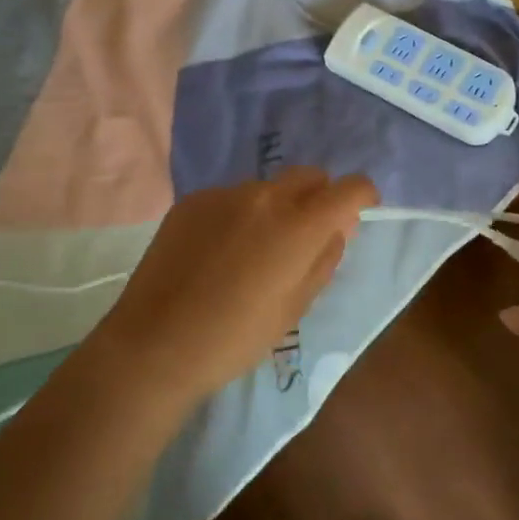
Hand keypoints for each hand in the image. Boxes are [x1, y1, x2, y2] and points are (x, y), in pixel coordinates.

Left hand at [94, 167, 378, 404]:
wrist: (155, 343)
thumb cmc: (236, 337)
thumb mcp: (295, 307)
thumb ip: (324, 258)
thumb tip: (339, 226)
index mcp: (299, 225)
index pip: (349, 188)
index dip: (362, 196)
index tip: (359, 212)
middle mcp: (265, 196)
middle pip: (309, 176)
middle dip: (319, 196)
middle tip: (307, 234)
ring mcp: (225, 194)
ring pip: (268, 187)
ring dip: (277, 206)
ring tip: (256, 248)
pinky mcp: (193, 201)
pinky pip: (231, 197)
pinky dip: (240, 214)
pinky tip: (220, 251)